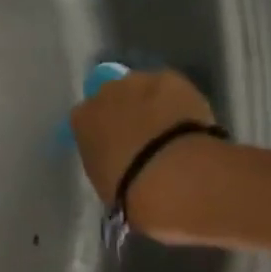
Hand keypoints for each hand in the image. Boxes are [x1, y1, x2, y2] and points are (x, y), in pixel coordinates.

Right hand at [69, 70, 221, 234]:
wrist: (173, 176)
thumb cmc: (131, 192)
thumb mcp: (105, 181)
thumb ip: (106, 161)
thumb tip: (117, 159)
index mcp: (81, 121)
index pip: (86, 119)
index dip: (102, 131)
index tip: (116, 148)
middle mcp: (103, 93)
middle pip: (112, 96)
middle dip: (124, 111)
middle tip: (143, 136)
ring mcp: (137, 82)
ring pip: (141, 88)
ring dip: (150, 103)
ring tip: (170, 128)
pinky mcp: (170, 79)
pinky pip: (170, 88)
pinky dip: (177, 100)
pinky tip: (188, 121)